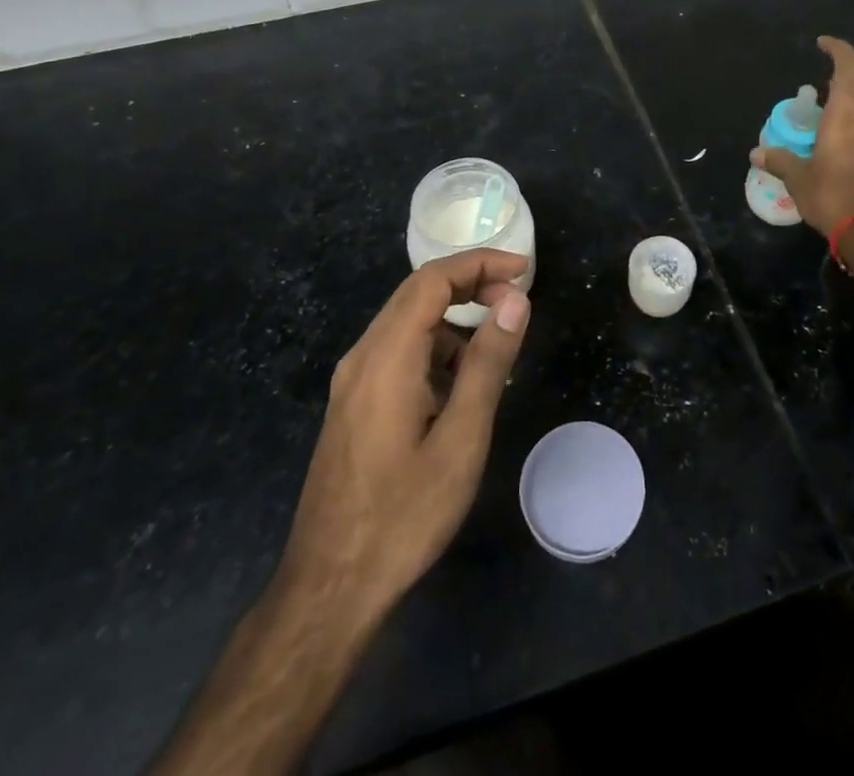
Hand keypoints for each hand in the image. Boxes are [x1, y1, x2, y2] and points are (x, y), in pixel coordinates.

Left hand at [280, 248, 531, 624]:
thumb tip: (515, 301)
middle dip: (470, 283)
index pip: (432, 280)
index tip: (524, 271)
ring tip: (496, 345)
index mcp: (386, 357)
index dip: (480, 263)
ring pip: (407, 323)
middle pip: (417, 293)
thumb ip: (488, 363)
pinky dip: (434, 348)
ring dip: (453, 318)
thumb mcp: (461, 439)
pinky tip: (460, 383)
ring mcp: (353, 382)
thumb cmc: (403, 516)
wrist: (329, 589)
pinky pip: (397, 353)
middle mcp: (363, 356)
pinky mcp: (353, 404)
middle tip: (517, 300)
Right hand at [750, 36, 853, 238]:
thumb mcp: (799, 178)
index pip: (850, 68)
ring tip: (830, 116)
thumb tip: (756, 154)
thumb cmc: (834, 195)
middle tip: (821, 90)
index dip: (839, 50)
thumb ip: (780, 161)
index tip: (823, 44)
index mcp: (847, 115)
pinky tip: (841, 143)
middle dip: (845, 82)